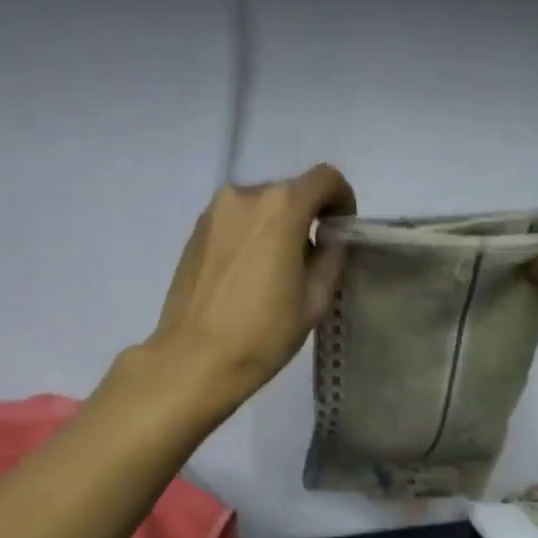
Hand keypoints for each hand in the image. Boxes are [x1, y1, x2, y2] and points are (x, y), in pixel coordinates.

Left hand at [144, 164, 355, 415]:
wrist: (194, 359)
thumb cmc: (262, 333)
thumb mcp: (314, 300)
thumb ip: (330, 257)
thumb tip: (327, 239)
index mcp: (281, 207)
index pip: (325, 179)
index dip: (342, 199)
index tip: (341, 229)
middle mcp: (244, 195)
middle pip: (289, 192)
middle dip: (306, 217)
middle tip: (309, 260)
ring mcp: (214, 212)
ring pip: (260, 207)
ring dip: (276, 227)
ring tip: (275, 271)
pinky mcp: (195, 231)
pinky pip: (235, 222)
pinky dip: (249, 236)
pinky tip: (247, 276)